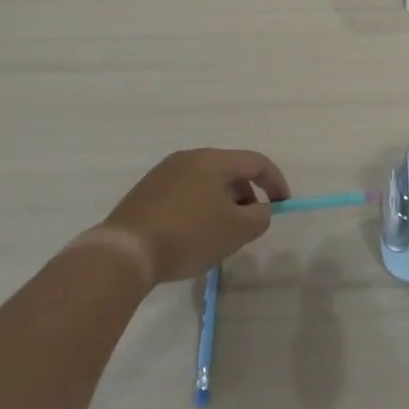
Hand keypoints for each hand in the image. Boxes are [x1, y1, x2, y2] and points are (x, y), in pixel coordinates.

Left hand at [90, 148, 290, 285]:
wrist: (126, 251)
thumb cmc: (188, 236)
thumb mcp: (236, 231)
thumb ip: (259, 216)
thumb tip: (259, 209)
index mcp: (213, 160)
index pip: (256, 162)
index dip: (276, 182)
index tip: (283, 205)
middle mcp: (189, 157)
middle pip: (230, 169)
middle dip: (247, 193)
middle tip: (250, 222)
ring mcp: (164, 172)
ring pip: (206, 181)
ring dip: (222, 201)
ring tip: (222, 231)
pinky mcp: (146, 190)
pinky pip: (185, 191)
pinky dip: (199, 206)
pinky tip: (193, 233)